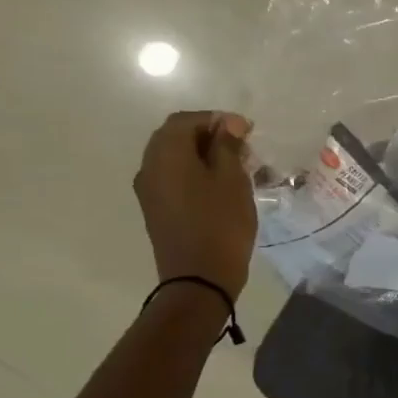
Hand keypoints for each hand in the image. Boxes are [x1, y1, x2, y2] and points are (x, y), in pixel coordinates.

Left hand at [134, 111, 256, 300]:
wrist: (199, 278)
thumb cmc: (221, 224)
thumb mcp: (232, 180)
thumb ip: (228, 146)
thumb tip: (228, 123)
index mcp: (166, 155)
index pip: (185, 120)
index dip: (217, 119)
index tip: (248, 131)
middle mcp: (149, 167)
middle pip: (176, 137)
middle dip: (210, 136)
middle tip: (244, 148)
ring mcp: (150, 190)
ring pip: (176, 158)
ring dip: (205, 155)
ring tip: (238, 168)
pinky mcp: (157, 208)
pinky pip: (175, 178)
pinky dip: (197, 173)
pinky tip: (222, 186)